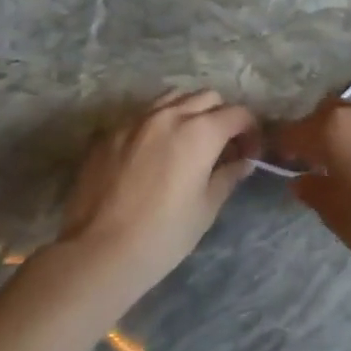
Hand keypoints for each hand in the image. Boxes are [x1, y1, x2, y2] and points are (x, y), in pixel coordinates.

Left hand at [52, 90, 256, 294]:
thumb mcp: (207, 207)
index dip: (251, 131)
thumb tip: (242, 162)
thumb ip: (228, 176)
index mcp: (200, 132)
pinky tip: (152, 154)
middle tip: (221, 147)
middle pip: (207, 97)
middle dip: (221, 116)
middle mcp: (169, 115)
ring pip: (172, 98)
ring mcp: (134, 121)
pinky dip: (156, 125)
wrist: (99, 252)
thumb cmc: (164, 234)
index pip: (238, 114)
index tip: (249, 153)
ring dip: (188, 112)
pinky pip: (140, 116)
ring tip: (187, 142)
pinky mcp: (107, 134)